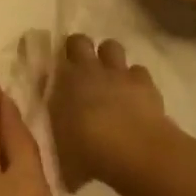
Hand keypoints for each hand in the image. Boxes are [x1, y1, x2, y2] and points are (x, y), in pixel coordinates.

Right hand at [49, 34, 167, 191]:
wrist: (131, 150)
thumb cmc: (87, 153)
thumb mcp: (62, 154)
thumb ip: (58, 144)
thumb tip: (59, 152)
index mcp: (62, 82)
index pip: (51, 59)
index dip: (55, 64)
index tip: (57, 75)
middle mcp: (86, 69)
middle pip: (79, 41)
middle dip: (80, 49)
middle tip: (83, 69)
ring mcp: (116, 72)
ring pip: (111, 46)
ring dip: (110, 59)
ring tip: (111, 78)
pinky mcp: (143, 81)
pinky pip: (138, 71)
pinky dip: (137, 80)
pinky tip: (137, 96)